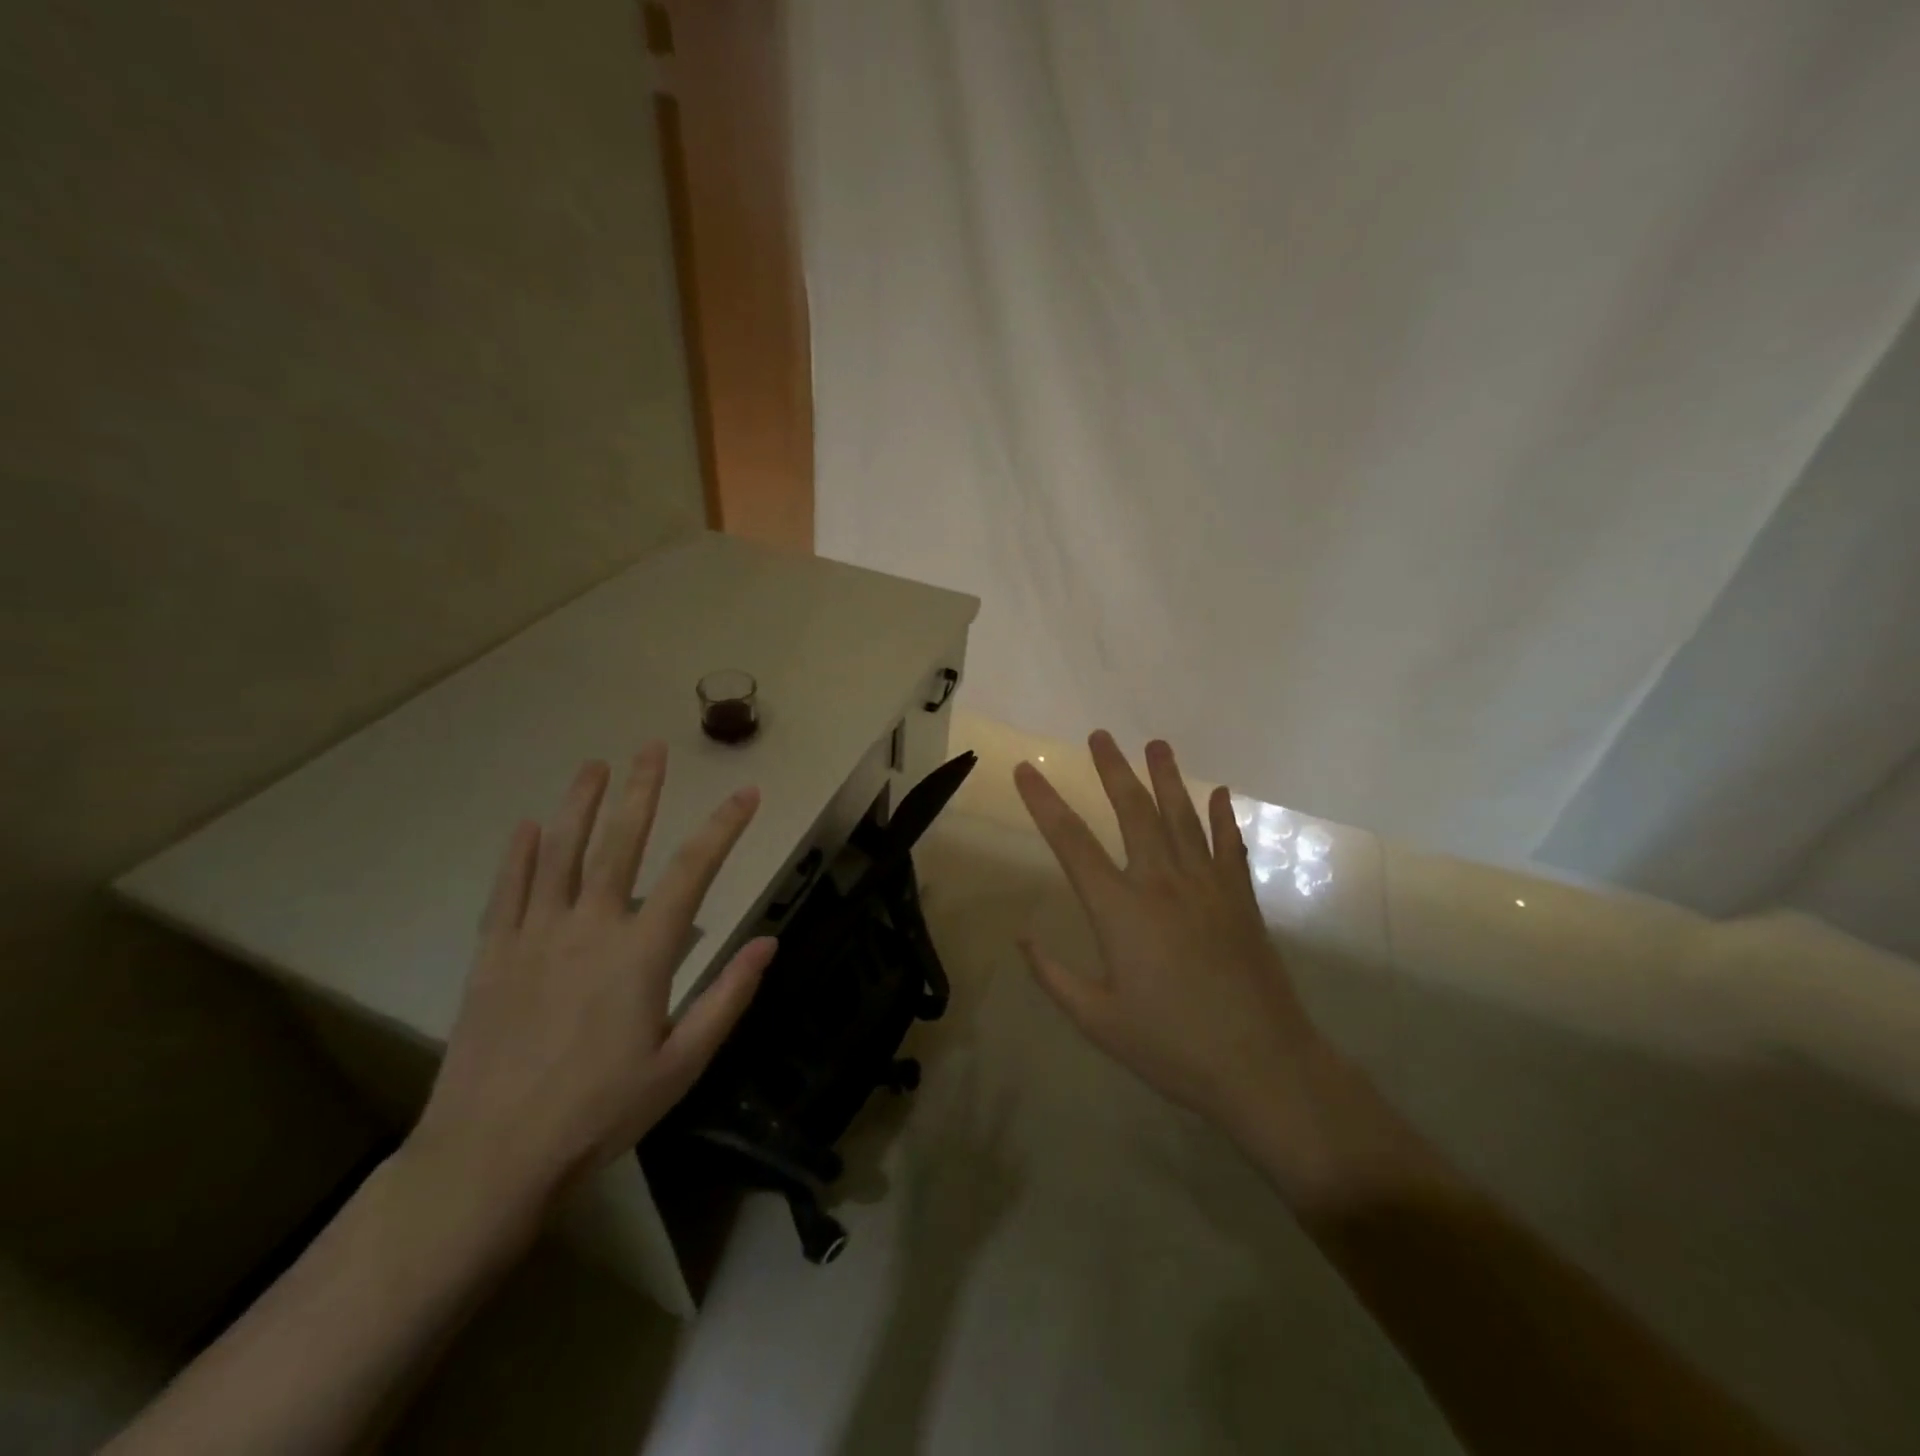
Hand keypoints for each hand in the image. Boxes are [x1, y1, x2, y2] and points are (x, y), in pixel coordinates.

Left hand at [412, 743, 776, 1213]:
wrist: (491, 1156)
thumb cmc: (601, 1111)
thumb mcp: (683, 1064)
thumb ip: (727, 997)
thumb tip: (769, 943)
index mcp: (643, 952)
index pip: (694, 871)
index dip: (725, 827)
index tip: (747, 794)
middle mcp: (590, 927)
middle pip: (621, 843)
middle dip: (642, 791)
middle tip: (651, 748)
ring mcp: (535, 936)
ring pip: (560, 853)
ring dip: (579, 804)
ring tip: (593, 765)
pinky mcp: (493, 955)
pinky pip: (508, 891)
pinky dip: (520, 855)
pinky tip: (529, 825)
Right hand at [1013, 732, 1324, 1139]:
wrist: (1262, 1066)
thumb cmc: (1171, 1047)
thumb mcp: (1098, 1020)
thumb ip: (1054, 976)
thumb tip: (1022, 937)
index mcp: (1120, 910)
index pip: (1071, 843)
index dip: (1044, 803)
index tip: (1025, 770)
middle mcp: (1162, 883)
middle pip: (1133, 812)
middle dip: (1112, 770)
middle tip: (1099, 736)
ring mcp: (1207, 886)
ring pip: (1182, 817)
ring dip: (1166, 778)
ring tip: (1156, 744)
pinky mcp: (1240, 899)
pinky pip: (1229, 846)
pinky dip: (1222, 817)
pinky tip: (1218, 792)